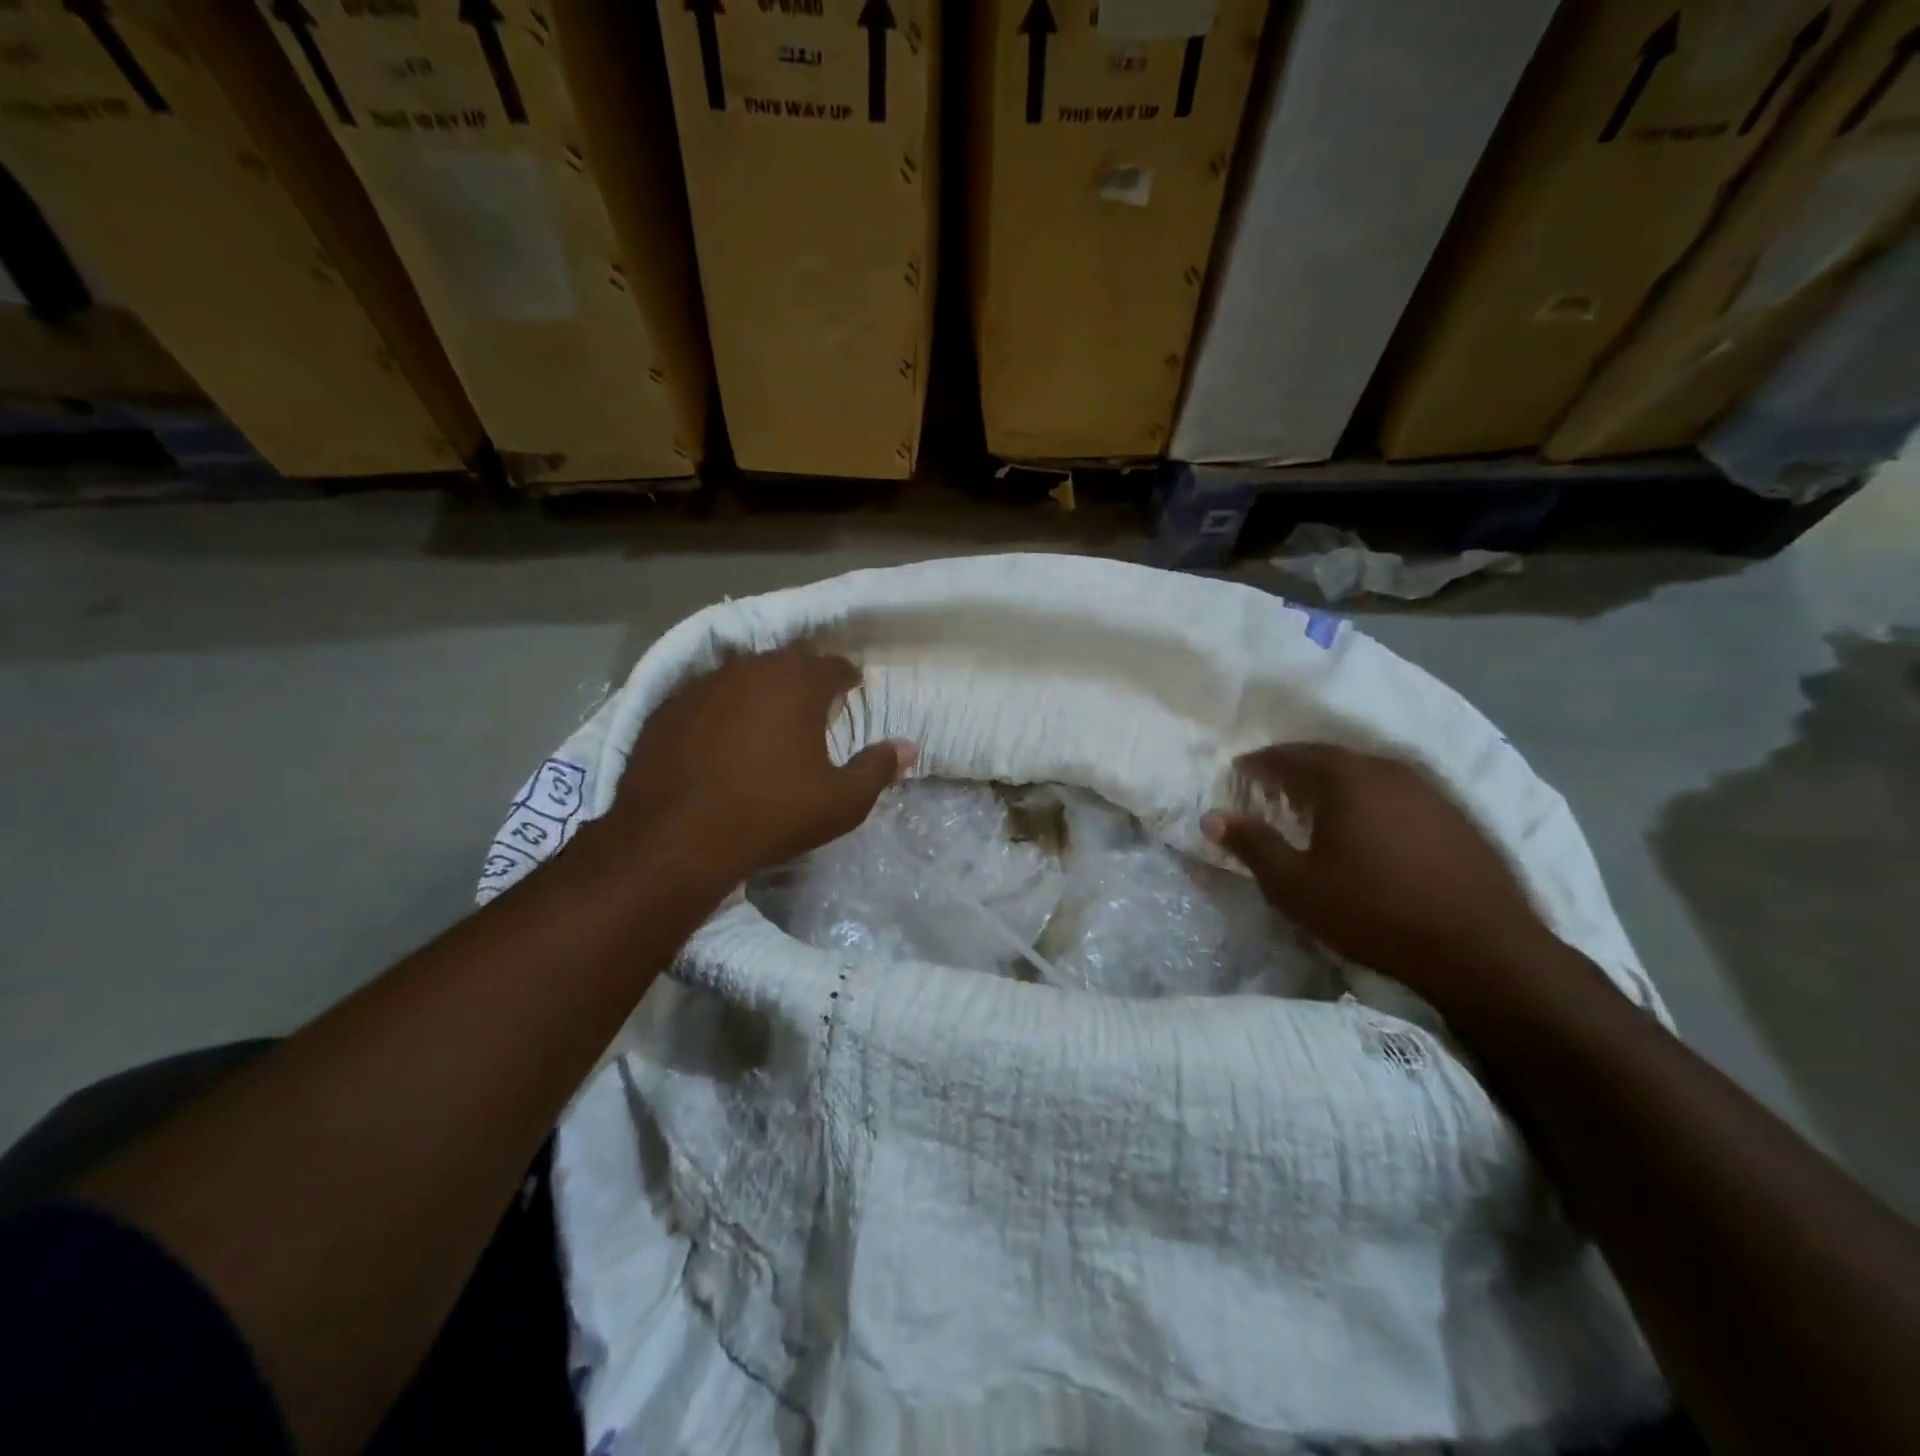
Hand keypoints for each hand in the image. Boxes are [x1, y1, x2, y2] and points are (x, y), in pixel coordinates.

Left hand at [604, 647, 914, 888]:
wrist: (675, 839)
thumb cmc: (771, 814)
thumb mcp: (841, 802)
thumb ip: (878, 768)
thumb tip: (907, 746)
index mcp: (797, 683)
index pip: (833, 665)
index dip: (846, 678)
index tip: (851, 691)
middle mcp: (749, 669)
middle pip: (786, 662)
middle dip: (803, 679)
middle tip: (812, 706)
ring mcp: (702, 685)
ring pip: (742, 676)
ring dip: (760, 691)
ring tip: (766, 721)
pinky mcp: (666, 707)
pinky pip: (705, 698)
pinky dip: (720, 710)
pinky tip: (719, 740)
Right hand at [1203, 743, 1555, 997]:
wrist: (1482, 950)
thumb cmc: (1373, 912)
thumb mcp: (1295, 885)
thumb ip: (1251, 845)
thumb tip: (1211, 816)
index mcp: (1345, 779)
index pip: (1290, 756)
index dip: (1259, 763)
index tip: (1239, 772)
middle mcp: (1387, 771)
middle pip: (1330, 758)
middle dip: (1296, 767)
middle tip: (1271, 785)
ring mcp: (1428, 791)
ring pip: (1366, 773)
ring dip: (1334, 783)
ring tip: (1314, 805)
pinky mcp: (1455, 816)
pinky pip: (1396, 793)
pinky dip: (1369, 799)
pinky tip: (1367, 826)